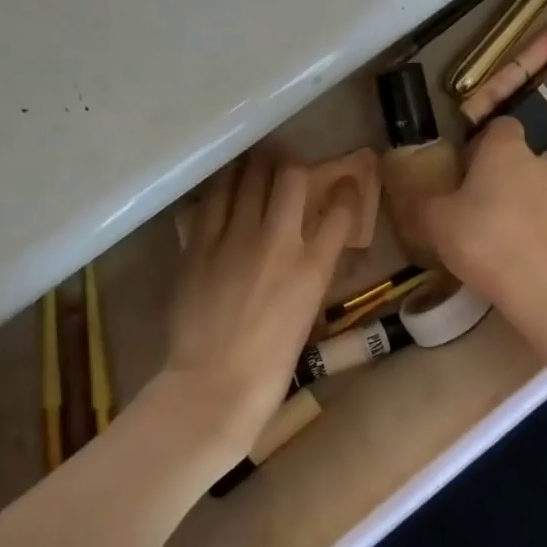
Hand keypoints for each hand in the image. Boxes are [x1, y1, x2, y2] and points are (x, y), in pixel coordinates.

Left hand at [157, 151, 359, 464]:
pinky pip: (212, 199)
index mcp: (313, 267)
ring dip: (255, 166)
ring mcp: (235, 238)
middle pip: (290, 178)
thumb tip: (315, 244)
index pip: (341, 211)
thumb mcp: (308, 312)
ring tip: (255, 163)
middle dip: (292, 165)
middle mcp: (277, 242)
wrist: (215, 382)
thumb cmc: (271, 361)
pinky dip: (223, 187)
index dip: (347, 189)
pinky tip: (224, 185)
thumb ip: (313, 271)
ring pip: (247, 177)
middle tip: (287, 167)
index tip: (345, 181)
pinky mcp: (200, 244)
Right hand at [407, 117, 546, 311]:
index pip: (499, 125)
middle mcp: (539, 163)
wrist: (539, 285)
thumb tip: (407, 190)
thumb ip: (421, 201)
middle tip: (469, 205)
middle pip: (516, 160)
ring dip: (515, 204)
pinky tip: (511, 256)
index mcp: (506, 149)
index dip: (481, 142)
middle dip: (496, 177)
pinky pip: (545, 220)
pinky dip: (530, 230)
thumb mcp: (434, 220)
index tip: (463, 165)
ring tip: (491, 236)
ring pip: (532, 190)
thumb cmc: (482, 237)